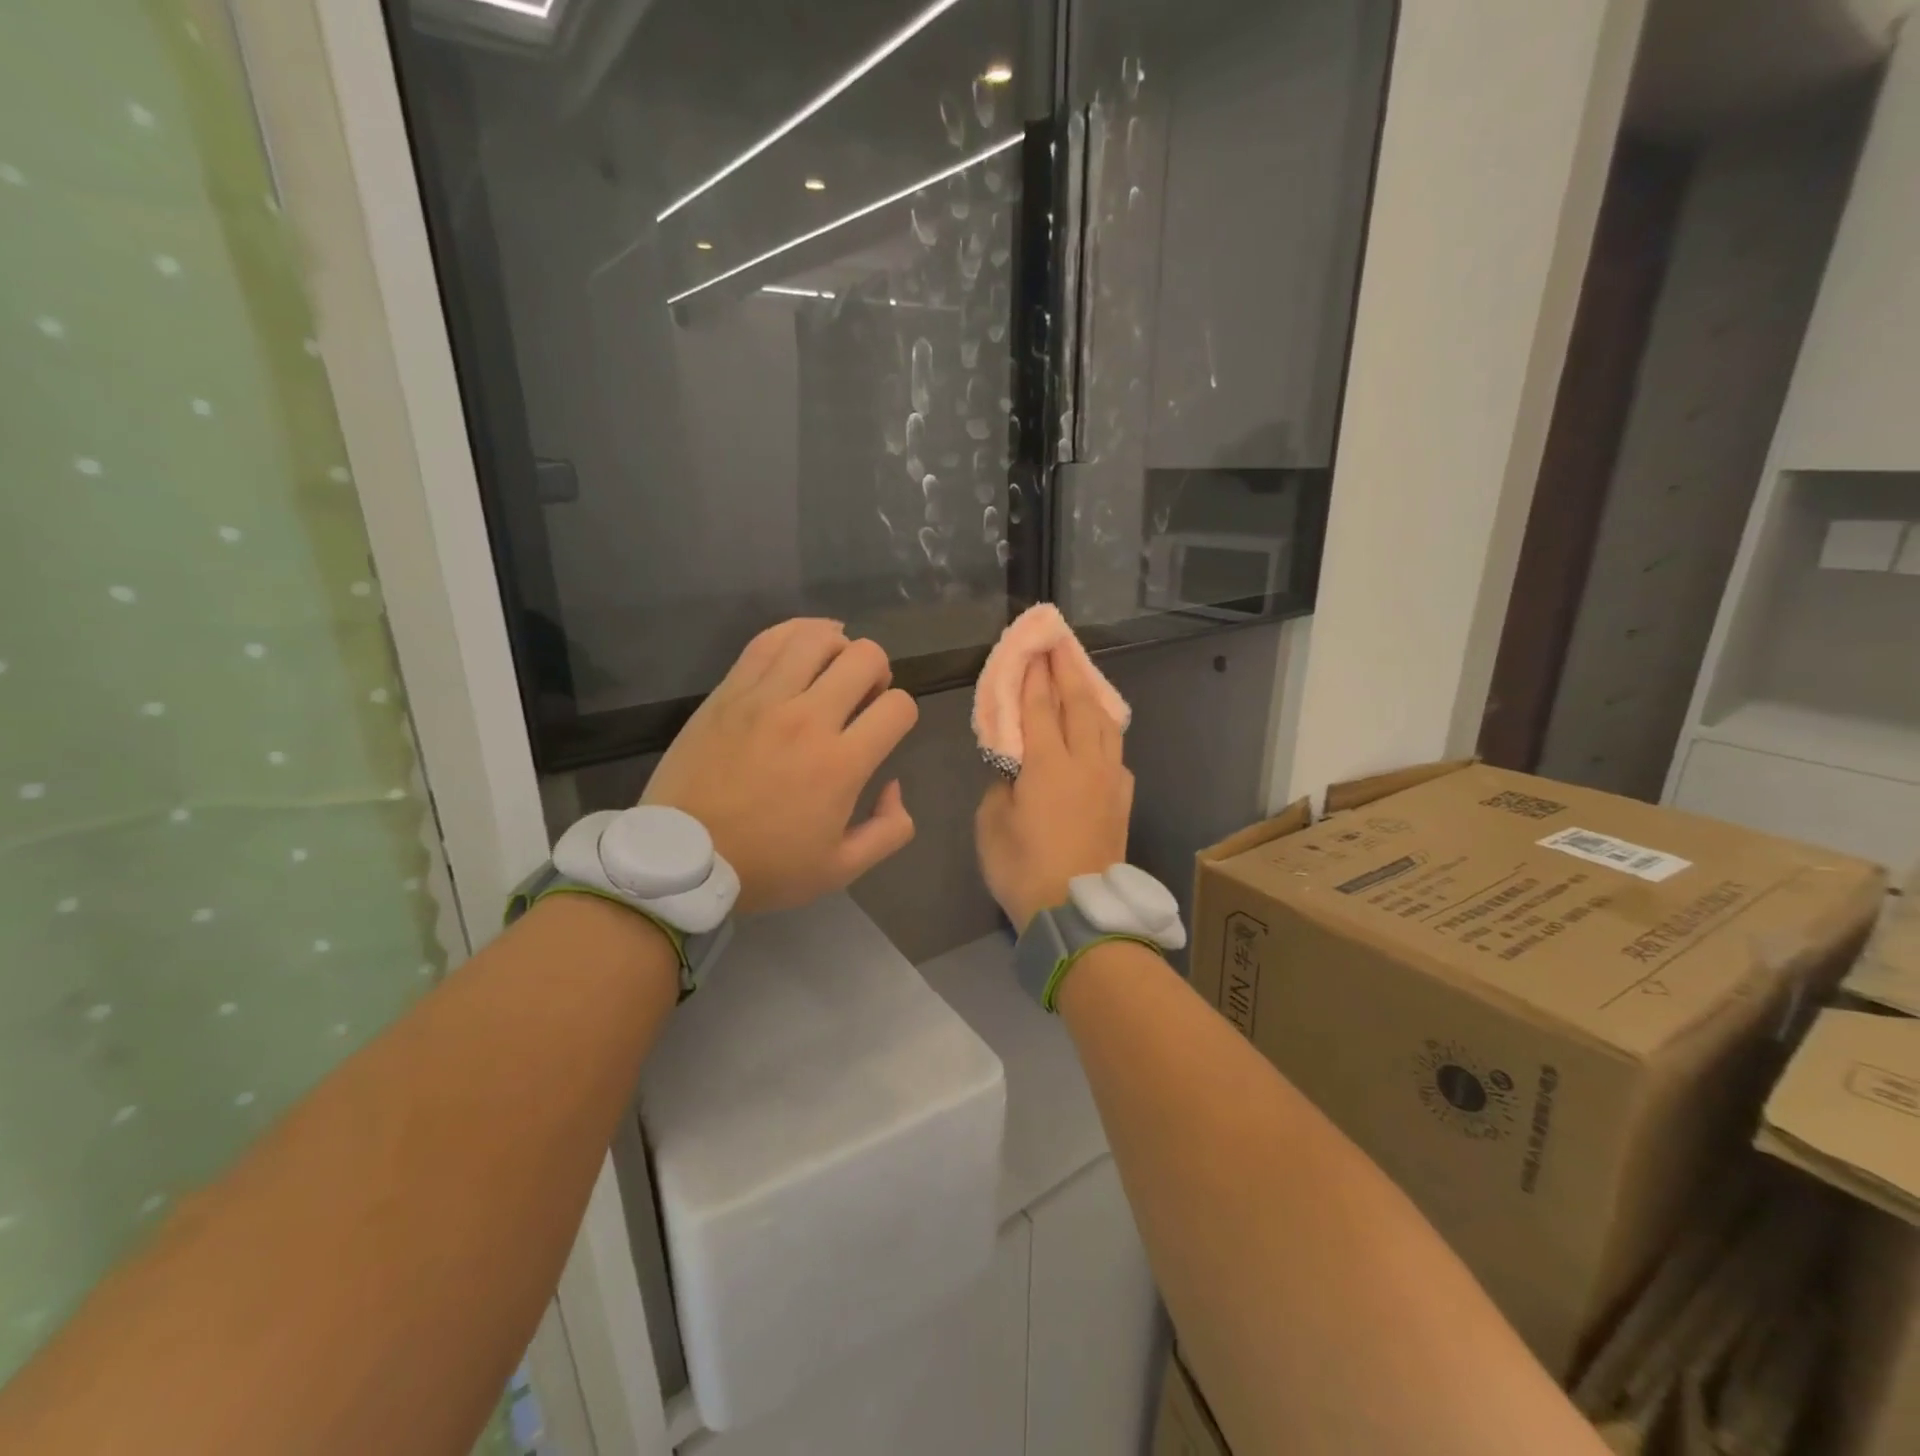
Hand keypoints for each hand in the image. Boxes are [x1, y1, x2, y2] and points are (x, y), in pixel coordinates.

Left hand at [644, 619, 919, 912]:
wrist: (681, 858)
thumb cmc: (764, 867)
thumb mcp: (841, 869)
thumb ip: (889, 830)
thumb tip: (893, 785)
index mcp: (841, 764)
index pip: (898, 706)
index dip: (903, 712)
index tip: (886, 729)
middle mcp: (808, 719)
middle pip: (866, 658)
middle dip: (878, 672)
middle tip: (863, 696)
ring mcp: (764, 699)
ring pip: (819, 638)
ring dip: (839, 647)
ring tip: (832, 668)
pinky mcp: (730, 691)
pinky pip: (769, 640)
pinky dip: (796, 633)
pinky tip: (804, 646)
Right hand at [975, 645, 1132, 932]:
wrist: (1078, 911)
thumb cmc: (1023, 868)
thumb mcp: (991, 824)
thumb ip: (1001, 785)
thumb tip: (1014, 769)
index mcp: (1048, 764)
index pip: (1041, 707)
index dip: (1035, 676)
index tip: (1033, 649)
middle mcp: (1084, 762)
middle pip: (1079, 704)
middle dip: (1068, 671)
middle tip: (1060, 643)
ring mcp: (1109, 780)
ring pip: (1105, 723)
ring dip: (1092, 694)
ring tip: (1082, 676)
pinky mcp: (1122, 799)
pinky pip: (1115, 752)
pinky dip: (1106, 731)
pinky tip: (1100, 732)